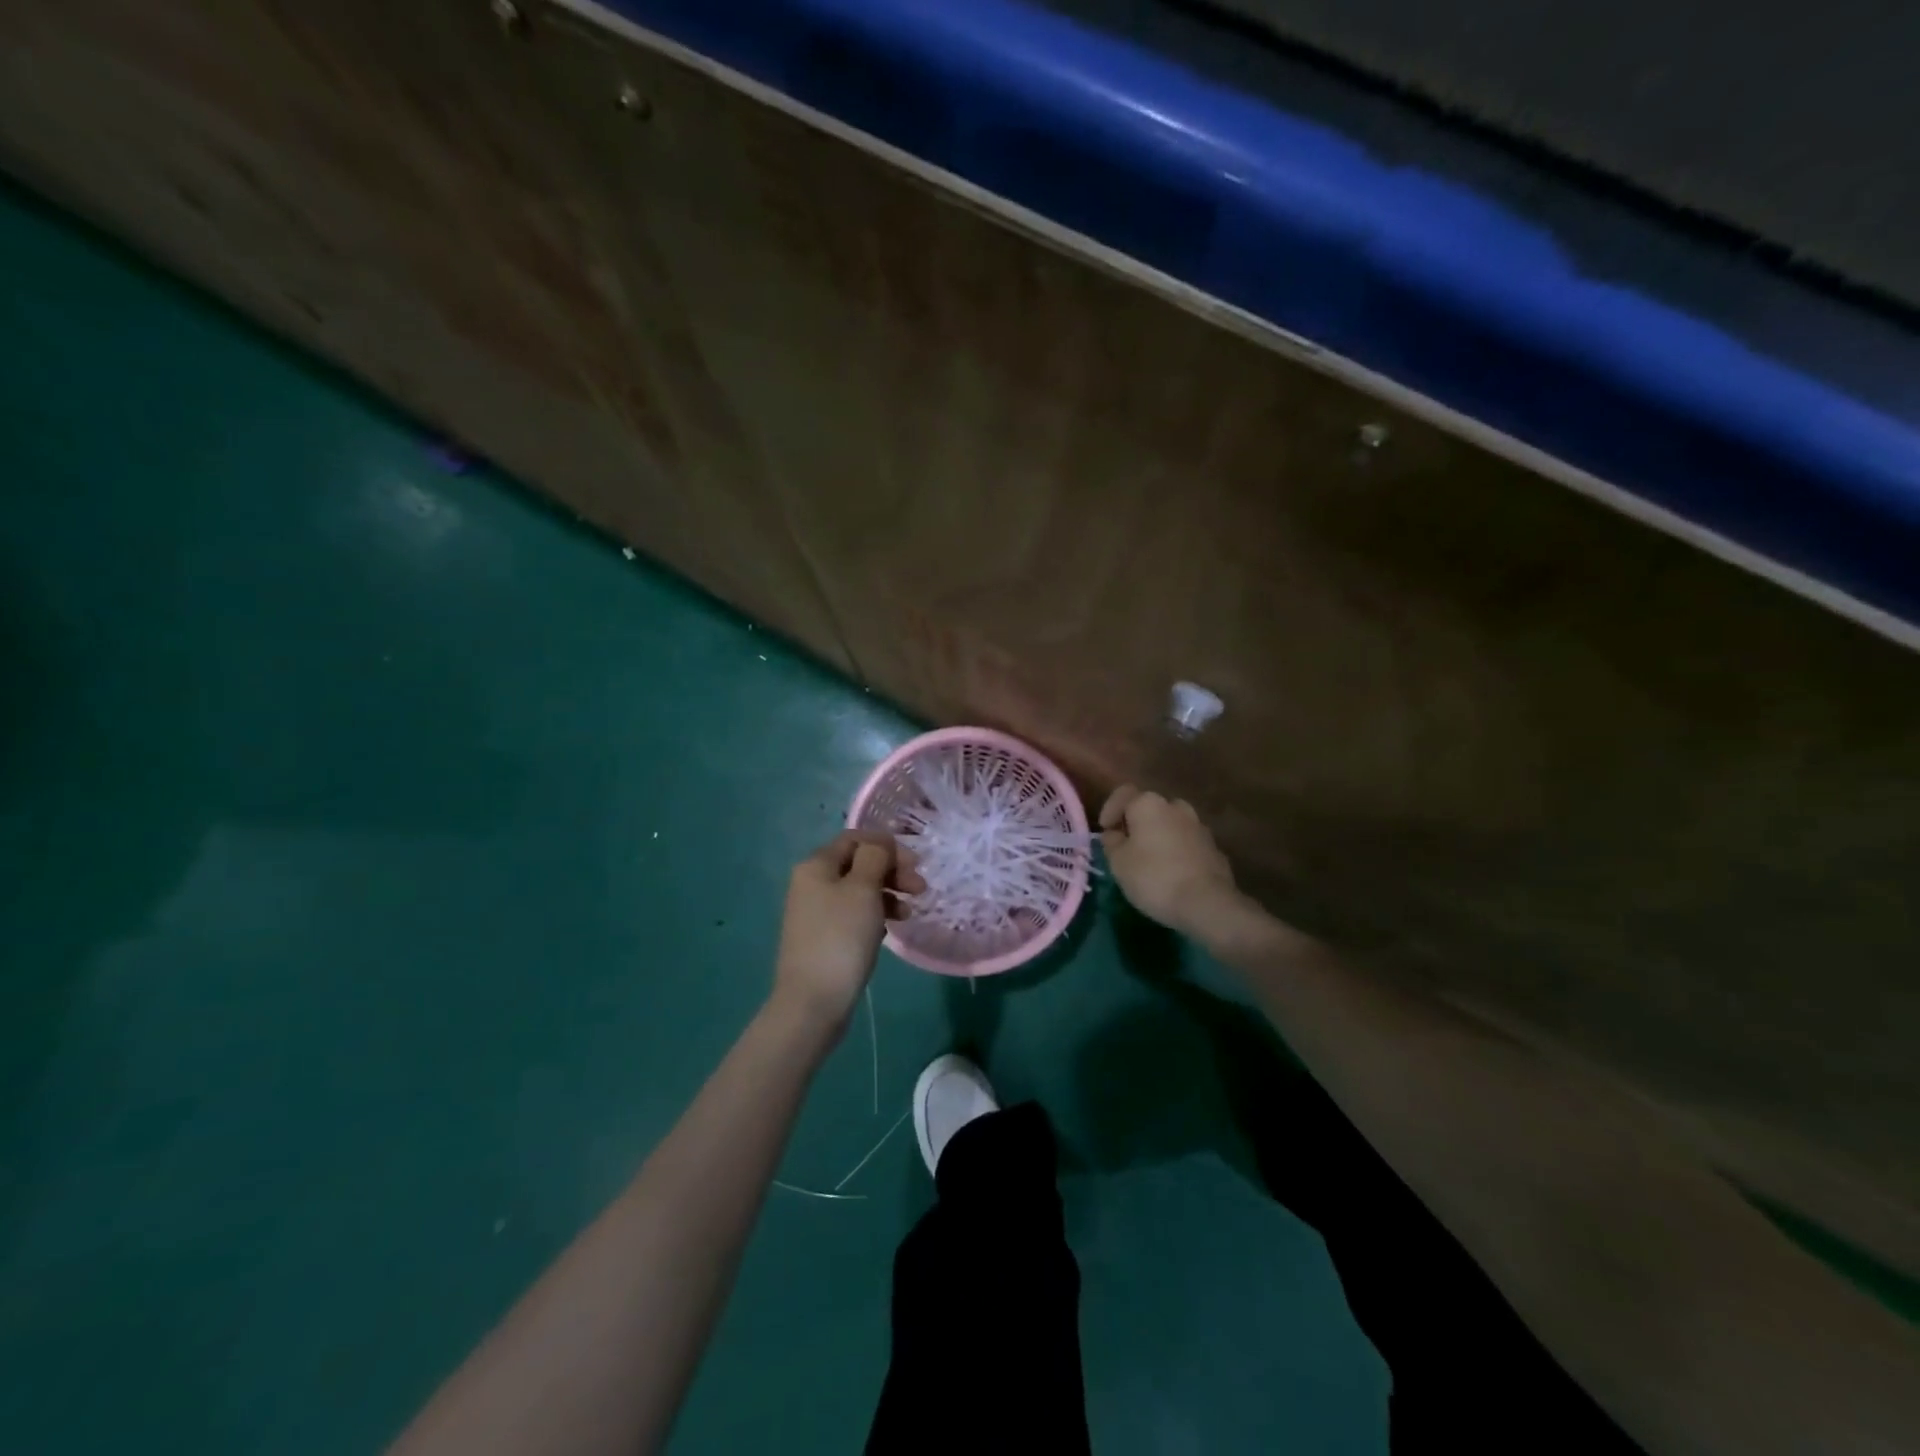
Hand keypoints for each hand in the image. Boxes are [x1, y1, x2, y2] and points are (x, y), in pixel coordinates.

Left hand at [772, 831, 923, 1032]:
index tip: (915, 864)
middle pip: (858, 863)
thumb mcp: (863, 889)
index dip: (887, 845)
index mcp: (816, 865)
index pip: (856, 838)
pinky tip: (891, 928)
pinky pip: (854, 913)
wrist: (813, 1001)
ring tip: (910, 911)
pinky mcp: (824, 936)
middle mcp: (812, 882)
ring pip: (859, 889)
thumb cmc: (841, 938)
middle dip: (892, 870)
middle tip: (920, 888)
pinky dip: (876, 913)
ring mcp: (816, 911)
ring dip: (888, 893)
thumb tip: (879, 844)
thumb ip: (875, 858)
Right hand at [1099, 786, 1242, 937]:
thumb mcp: (1118, 862)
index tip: (1105, 831)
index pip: (1123, 794)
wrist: (1207, 903)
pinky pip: (1187, 843)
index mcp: (1148, 804)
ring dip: (1159, 837)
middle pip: (1149, 808)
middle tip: (1127, 847)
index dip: (1109, 810)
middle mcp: (1176, 807)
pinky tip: (1172, 874)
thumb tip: (1114, 834)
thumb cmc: (1153, 877)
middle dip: (1136, 824)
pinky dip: (1177, 852)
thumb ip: (1111, 842)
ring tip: (1150, 862)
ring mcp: (1199, 827)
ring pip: (1171, 825)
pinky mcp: (1214, 848)